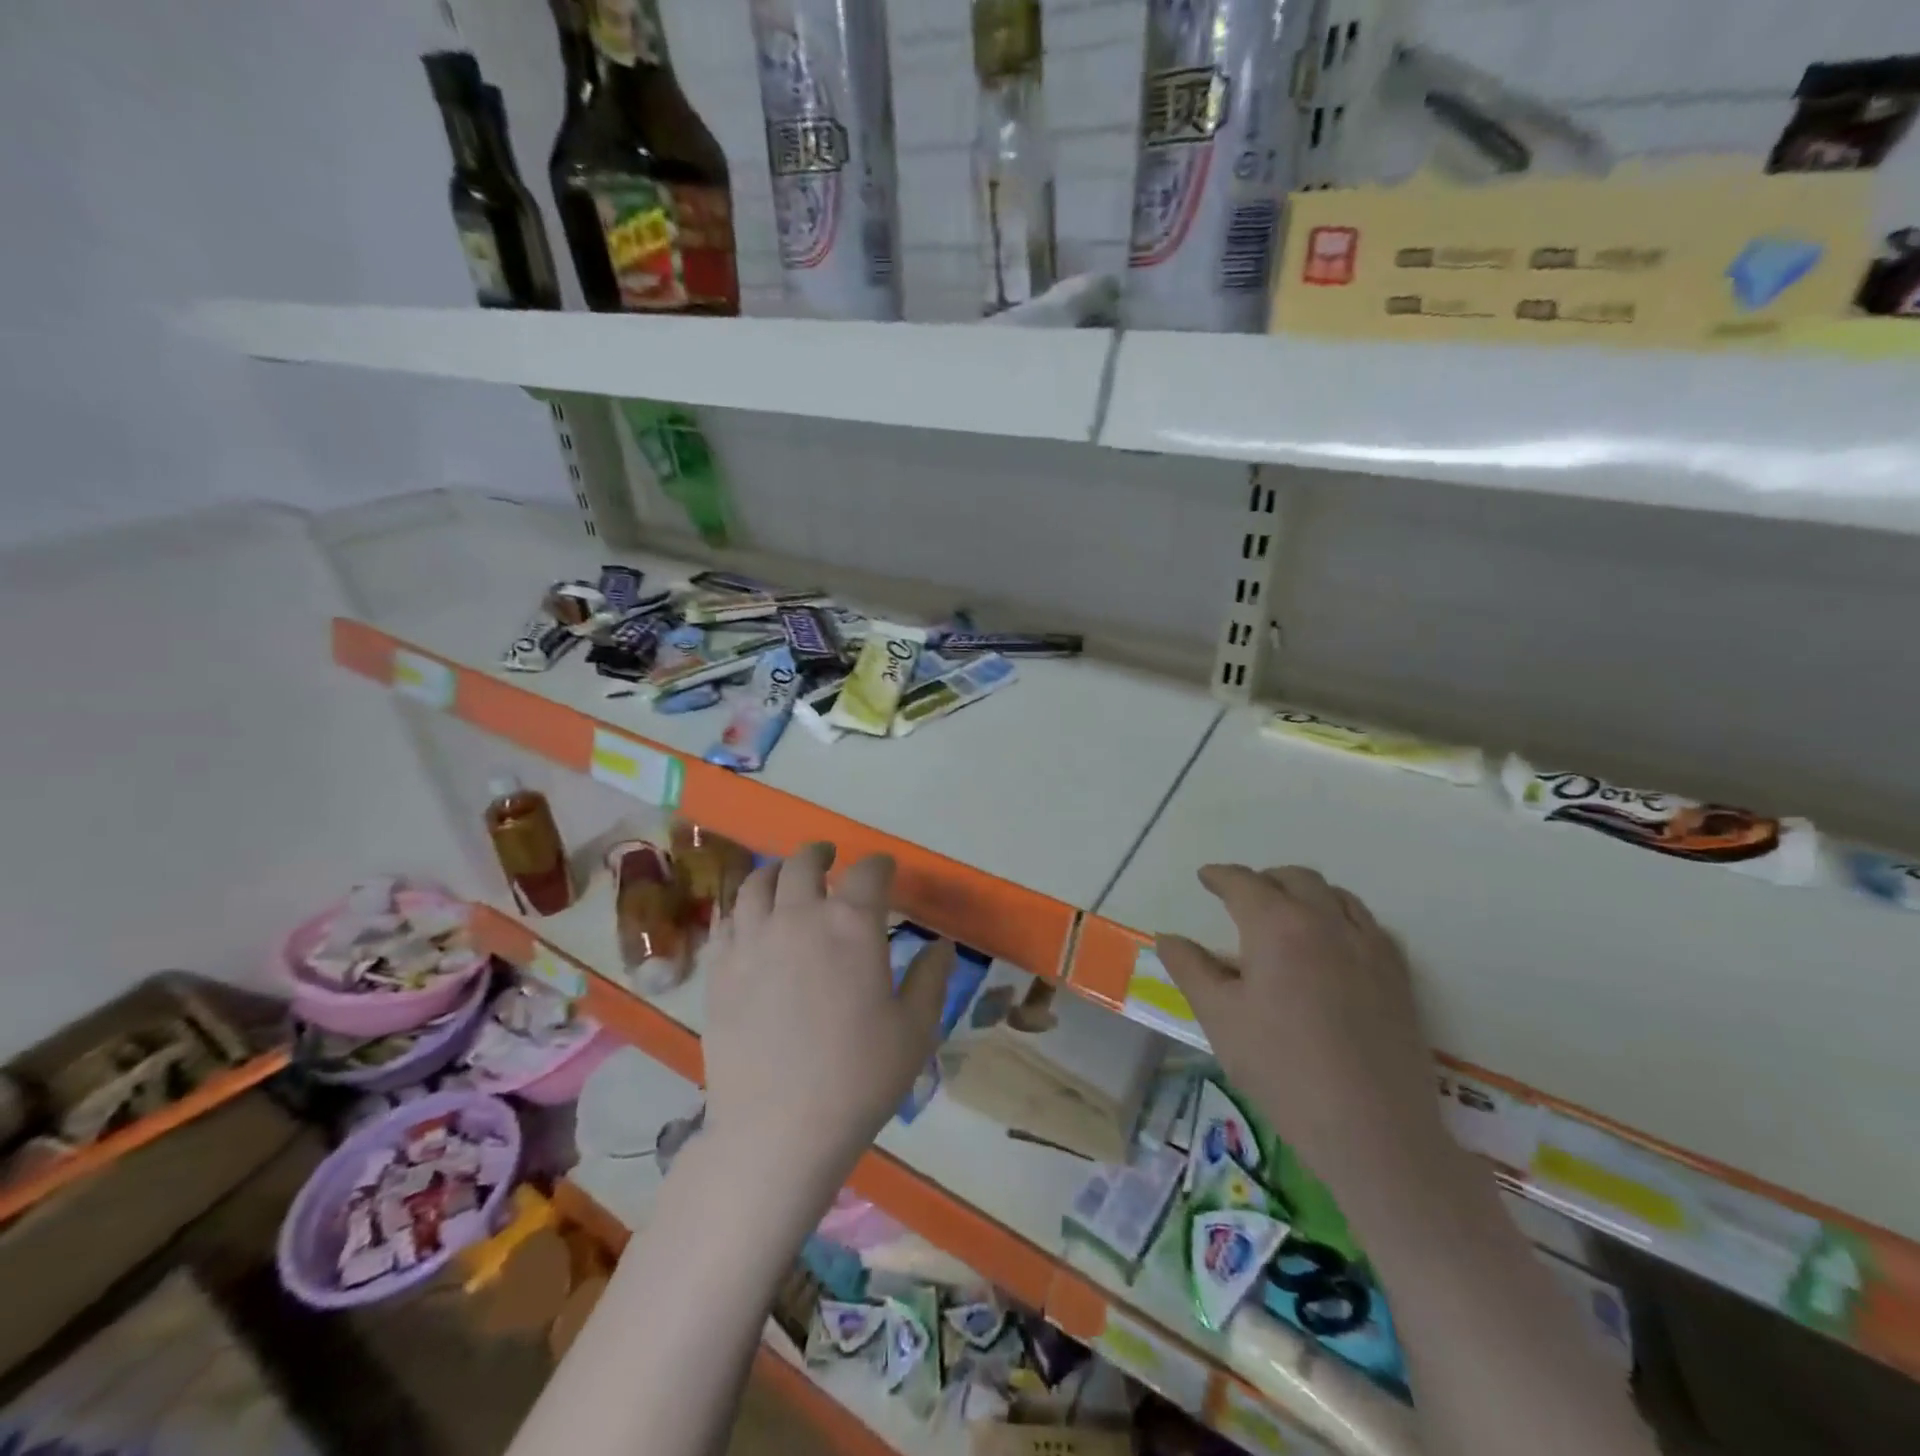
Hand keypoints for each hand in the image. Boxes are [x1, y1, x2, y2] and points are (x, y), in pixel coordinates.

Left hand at [702, 842, 956, 1188]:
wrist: (778, 1128)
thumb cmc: (858, 1078)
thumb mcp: (915, 1030)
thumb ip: (931, 979)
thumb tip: (941, 946)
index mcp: (852, 925)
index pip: (869, 872)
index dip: (881, 866)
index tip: (886, 872)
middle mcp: (800, 916)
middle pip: (805, 863)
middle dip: (821, 854)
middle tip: (829, 858)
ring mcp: (753, 939)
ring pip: (757, 882)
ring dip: (776, 871)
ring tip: (785, 877)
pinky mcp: (720, 967)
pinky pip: (727, 919)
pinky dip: (742, 907)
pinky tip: (750, 919)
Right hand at [1156, 865, 1448, 1210]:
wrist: (1373, 1130)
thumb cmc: (1282, 1069)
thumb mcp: (1219, 1018)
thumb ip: (1190, 969)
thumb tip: (1168, 938)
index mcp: (1278, 926)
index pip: (1243, 883)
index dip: (1220, 876)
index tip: (1205, 877)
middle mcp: (1326, 922)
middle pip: (1294, 879)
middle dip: (1264, 880)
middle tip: (1242, 897)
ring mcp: (1370, 946)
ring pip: (1336, 895)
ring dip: (1305, 893)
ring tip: (1287, 914)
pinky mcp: (1399, 975)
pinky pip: (1368, 924)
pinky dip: (1342, 917)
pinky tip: (1333, 945)